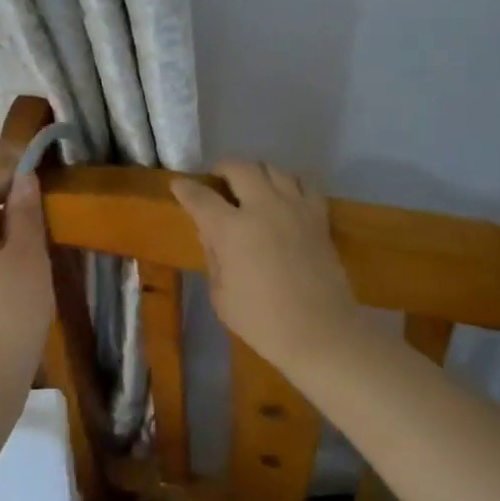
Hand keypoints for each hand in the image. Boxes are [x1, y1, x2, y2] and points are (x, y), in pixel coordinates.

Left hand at [0, 170, 53, 395]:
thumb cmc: (8, 312)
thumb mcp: (27, 256)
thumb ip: (25, 213)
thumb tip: (23, 177)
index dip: (13, 181)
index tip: (45, 195)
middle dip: (11, 215)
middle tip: (47, 232)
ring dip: (5, 245)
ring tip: (38, 263)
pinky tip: (18, 293)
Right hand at [170, 163, 359, 364]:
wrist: (320, 333)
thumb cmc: (262, 321)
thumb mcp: (220, 295)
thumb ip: (213, 256)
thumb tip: (211, 233)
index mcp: (231, 228)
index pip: (201, 197)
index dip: (185, 188)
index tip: (178, 185)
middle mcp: (263, 207)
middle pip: (239, 167)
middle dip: (222, 169)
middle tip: (217, 181)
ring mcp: (294, 208)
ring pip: (273, 168)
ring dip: (256, 172)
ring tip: (251, 186)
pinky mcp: (319, 217)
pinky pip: (305, 183)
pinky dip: (290, 182)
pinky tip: (285, 195)